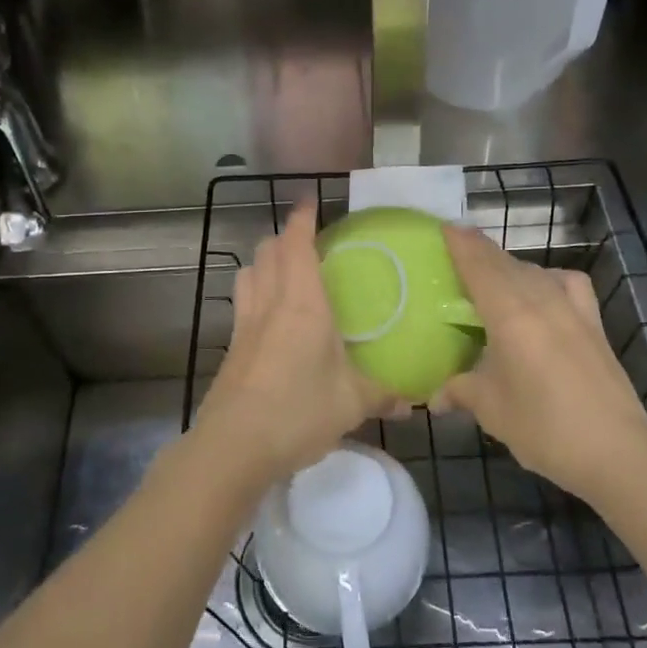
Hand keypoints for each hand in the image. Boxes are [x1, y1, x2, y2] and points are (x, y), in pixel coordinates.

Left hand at [193, 201, 392, 489]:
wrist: (233, 446)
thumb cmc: (298, 412)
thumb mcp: (352, 403)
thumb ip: (384, 395)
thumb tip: (414, 400)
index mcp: (302, 303)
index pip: (297, 244)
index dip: (302, 218)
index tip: (311, 201)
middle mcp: (269, 304)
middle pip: (267, 251)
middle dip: (285, 237)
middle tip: (309, 242)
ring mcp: (245, 325)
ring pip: (248, 273)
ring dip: (265, 261)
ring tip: (286, 271)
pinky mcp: (232, 348)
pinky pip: (242, 303)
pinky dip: (255, 292)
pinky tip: (272, 318)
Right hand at [439, 224, 646, 506]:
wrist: (616, 450)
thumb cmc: (543, 427)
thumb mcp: (491, 409)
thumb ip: (460, 391)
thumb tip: (435, 397)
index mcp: (509, 313)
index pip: (478, 264)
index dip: (460, 243)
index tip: (443, 226)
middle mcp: (541, 299)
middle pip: (505, 263)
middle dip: (479, 252)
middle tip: (456, 250)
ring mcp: (572, 308)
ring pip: (534, 271)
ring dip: (509, 267)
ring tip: (491, 278)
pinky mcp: (594, 322)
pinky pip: (566, 284)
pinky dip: (549, 279)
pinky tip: (544, 294)